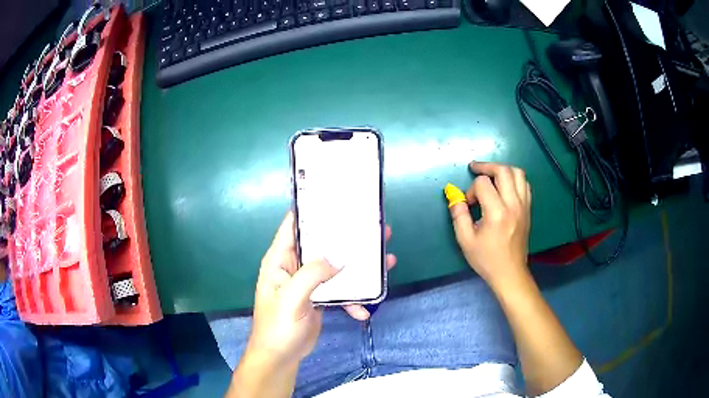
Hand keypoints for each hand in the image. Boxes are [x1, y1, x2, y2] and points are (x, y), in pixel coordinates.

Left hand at [247, 212, 395, 365]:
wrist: (282, 356)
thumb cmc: (278, 327)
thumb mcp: (292, 298)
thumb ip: (313, 274)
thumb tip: (339, 258)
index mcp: (280, 259)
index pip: (294, 225)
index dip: (312, 210)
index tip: (337, 200)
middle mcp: (295, 266)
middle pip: (322, 244)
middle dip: (346, 237)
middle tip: (373, 228)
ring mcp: (309, 282)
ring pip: (336, 266)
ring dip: (357, 266)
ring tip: (385, 259)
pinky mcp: (320, 297)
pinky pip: (340, 290)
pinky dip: (353, 298)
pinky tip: (364, 310)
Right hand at [447, 162, 530, 289]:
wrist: (510, 272)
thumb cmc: (486, 259)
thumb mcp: (465, 240)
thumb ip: (458, 215)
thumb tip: (454, 196)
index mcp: (497, 213)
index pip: (483, 184)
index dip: (471, 190)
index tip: (468, 204)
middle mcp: (513, 204)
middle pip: (504, 170)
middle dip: (487, 166)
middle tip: (475, 169)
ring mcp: (524, 206)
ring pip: (518, 173)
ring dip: (502, 169)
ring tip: (491, 174)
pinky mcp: (528, 209)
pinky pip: (525, 184)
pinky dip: (514, 179)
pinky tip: (505, 186)